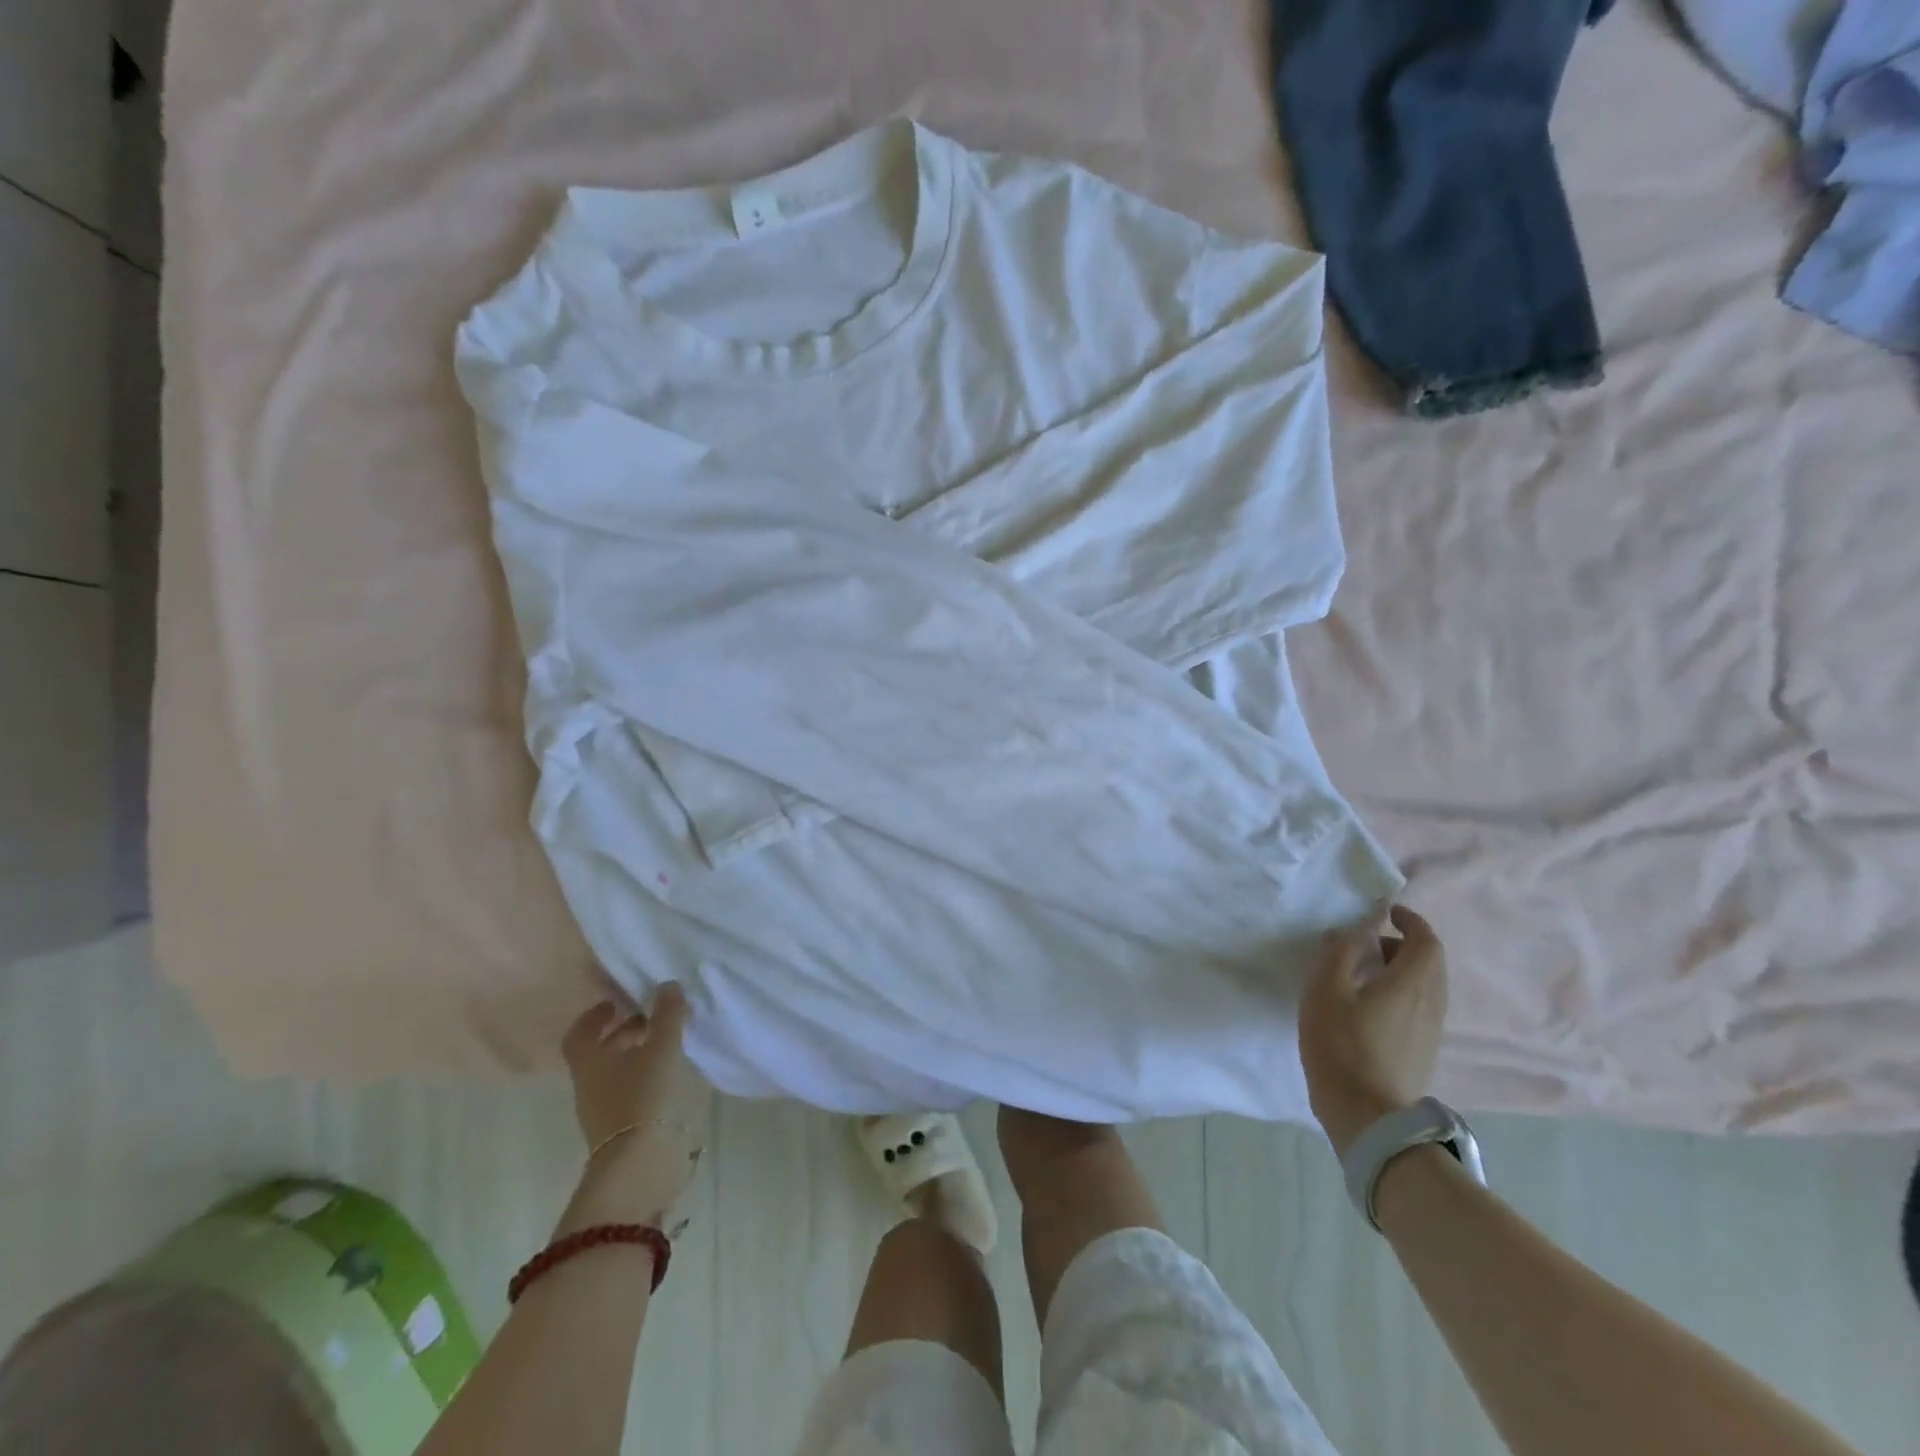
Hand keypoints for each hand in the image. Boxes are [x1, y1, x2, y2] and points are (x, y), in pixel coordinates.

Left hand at [560, 985, 710, 1227]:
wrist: (638, 1164)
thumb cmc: (642, 1097)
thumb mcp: (660, 1048)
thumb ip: (666, 1015)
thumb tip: (667, 985)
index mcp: (589, 1062)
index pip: (579, 1034)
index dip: (594, 1016)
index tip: (616, 1002)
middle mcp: (589, 1085)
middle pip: (599, 1052)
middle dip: (623, 1031)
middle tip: (652, 1017)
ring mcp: (603, 1110)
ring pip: (615, 1072)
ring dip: (636, 1054)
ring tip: (666, 1043)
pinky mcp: (621, 1129)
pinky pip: (628, 1090)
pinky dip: (644, 1075)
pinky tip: (668, 1073)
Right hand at [1300, 904, 1448, 1156]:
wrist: (1368, 1115)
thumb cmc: (1342, 1045)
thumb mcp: (1326, 989)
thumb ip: (1339, 952)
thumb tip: (1351, 931)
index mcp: (1412, 982)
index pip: (1426, 939)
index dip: (1409, 920)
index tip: (1385, 912)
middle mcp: (1431, 1003)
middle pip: (1430, 962)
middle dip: (1403, 944)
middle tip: (1368, 943)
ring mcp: (1431, 1030)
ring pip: (1426, 986)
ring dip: (1401, 970)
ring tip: (1364, 973)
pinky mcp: (1423, 1050)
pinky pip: (1420, 1007)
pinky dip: (1401, 993)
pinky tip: (1370, 1006)